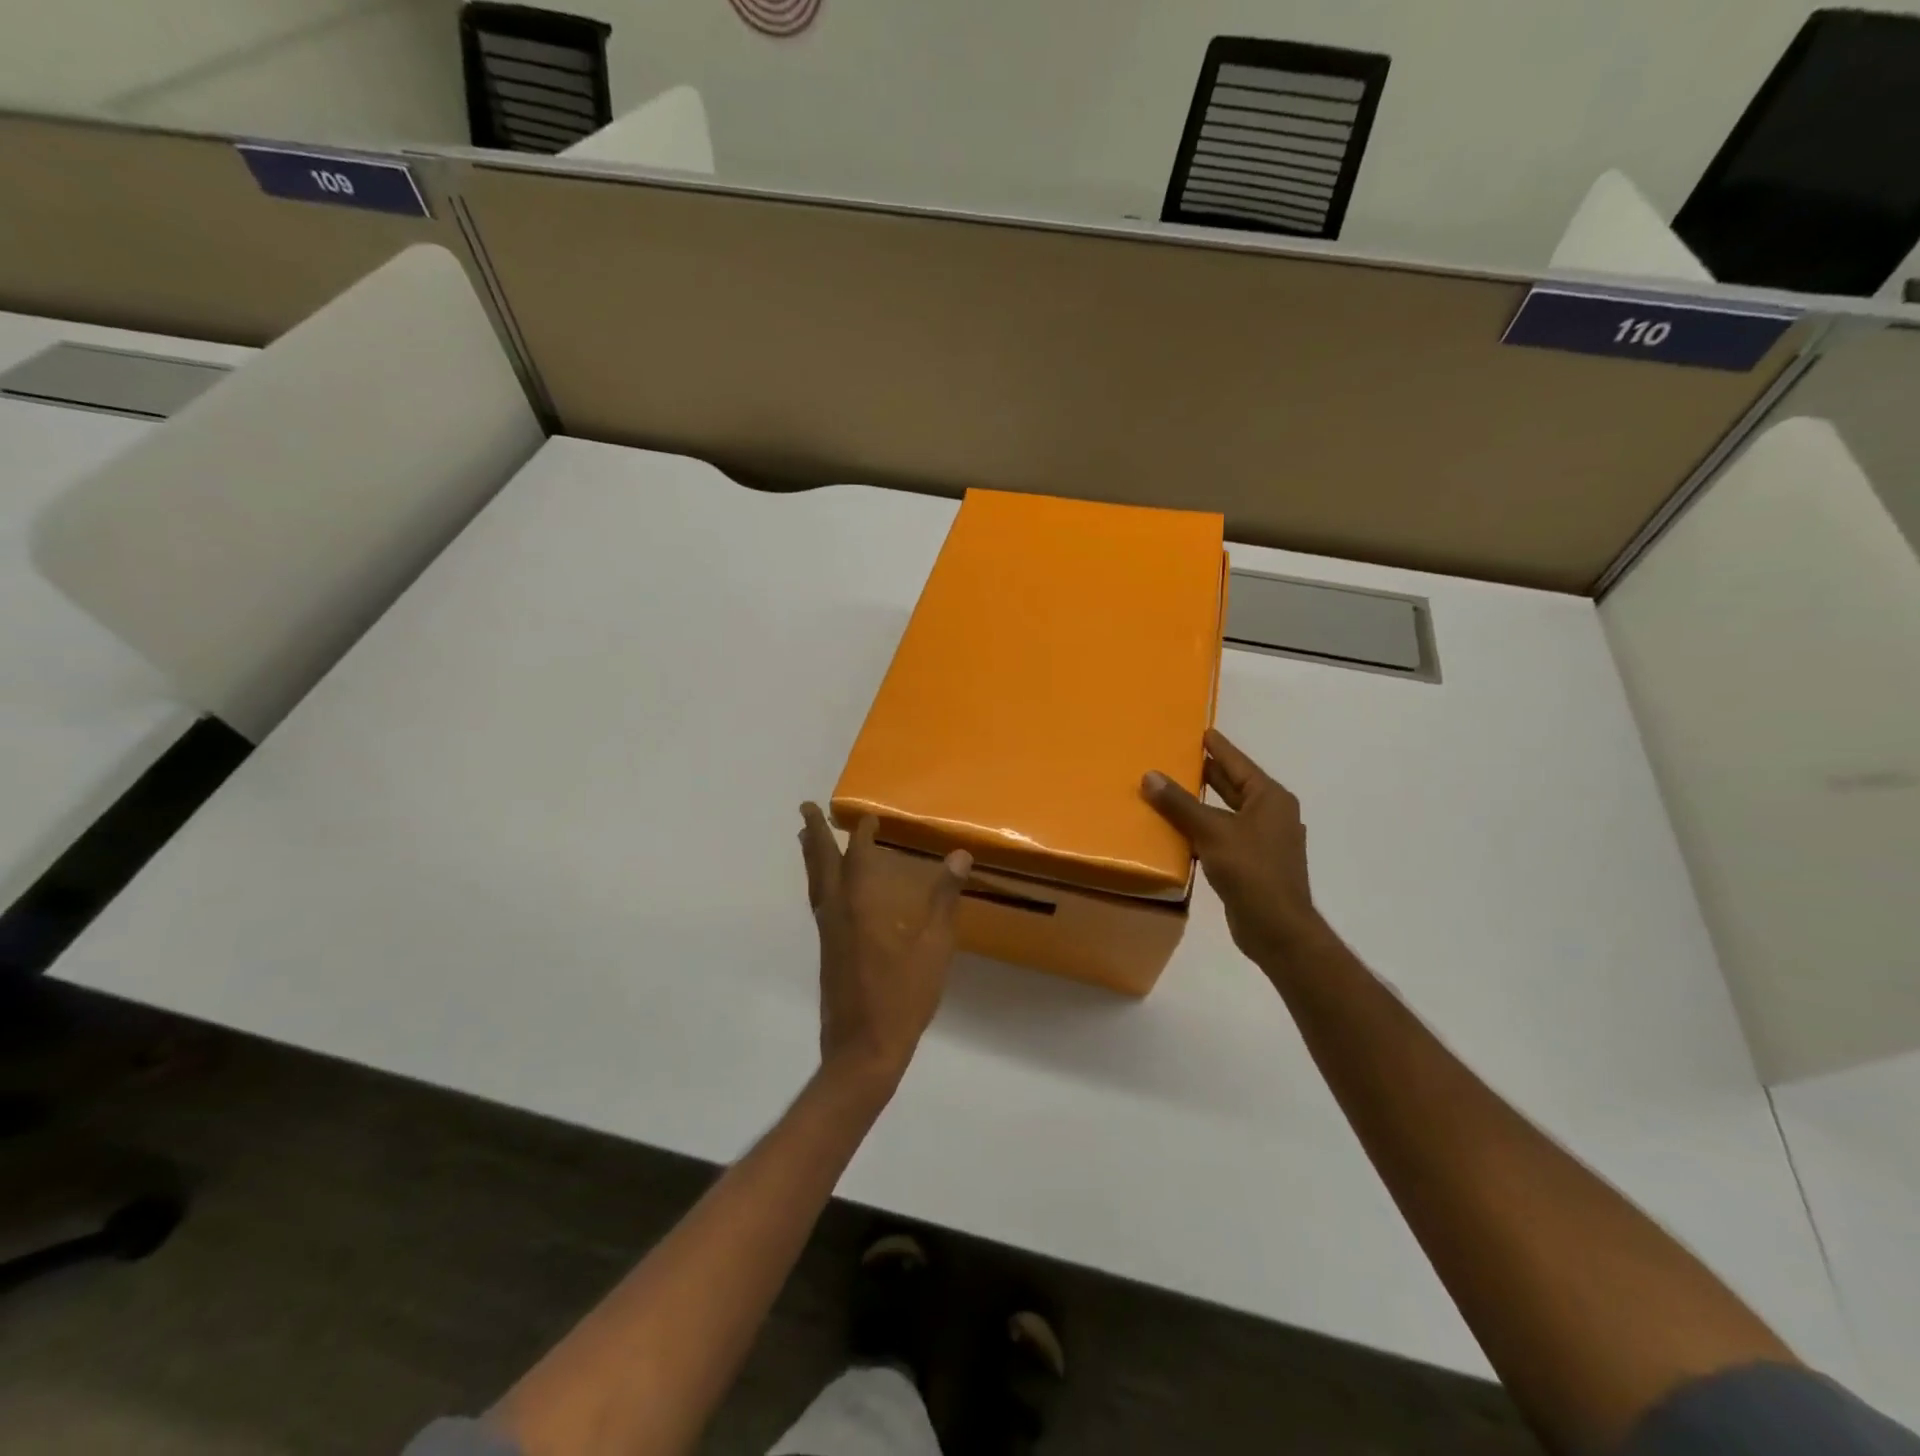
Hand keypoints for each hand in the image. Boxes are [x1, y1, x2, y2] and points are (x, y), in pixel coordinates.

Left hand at [798, 804, 970, 1092]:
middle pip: (821, 865)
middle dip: (816, 834)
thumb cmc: (902, 998)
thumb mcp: (934, 948)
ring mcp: (828, 935)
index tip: (866, 816)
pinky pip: (819, 904)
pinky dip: (819, 883)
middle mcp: (837, 913)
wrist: (863, 1050)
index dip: (862, 835)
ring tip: (807, 838)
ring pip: (815, 885)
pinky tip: (828, 891)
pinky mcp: (827, 953)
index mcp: (862, 907)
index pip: (858, 858)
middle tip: (806, 808)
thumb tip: (959, 856)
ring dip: (812, 858)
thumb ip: (943, 901)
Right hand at [1141, 729, 1324, 970]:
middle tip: (1177, 758)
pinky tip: (1181, 831)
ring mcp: (1264, 841)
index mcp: (1270, 799)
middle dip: (1208, 773)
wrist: (1277, 928)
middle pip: (1234, 786)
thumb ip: (1180, 804)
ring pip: (1228, 813)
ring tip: (1172, 790)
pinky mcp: (1253, 864)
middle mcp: (1271, 814)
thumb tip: (1150, 775)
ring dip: (1202, 804)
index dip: (1218, 747)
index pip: (1238, 763)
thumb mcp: (1212, 832)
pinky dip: (1204, 830)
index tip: (1200, 731)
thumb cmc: (1251, 871)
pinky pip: (1224, 836)